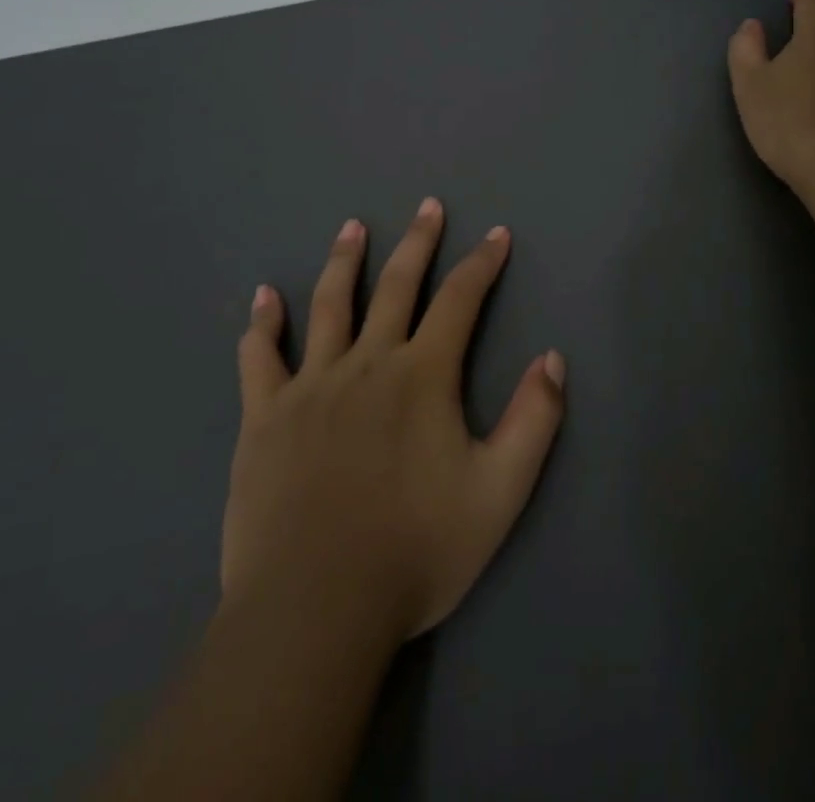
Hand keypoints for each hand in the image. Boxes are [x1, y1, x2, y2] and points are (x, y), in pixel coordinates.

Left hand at [222, 200, 565, 649]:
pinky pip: (261, 357)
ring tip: (351, 227)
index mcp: (422, 376)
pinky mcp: (265, 416)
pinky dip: (263, 324)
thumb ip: (534, 420)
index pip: (461, 300)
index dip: (483, 263)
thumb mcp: (500, 492)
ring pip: (329, 305)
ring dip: (344, 261)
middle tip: (427, 206)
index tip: (497, 234)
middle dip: (418, 242)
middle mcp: (367, 363)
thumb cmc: (415, 550)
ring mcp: (311, 385)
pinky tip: (264, 297)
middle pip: (396, 285)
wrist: (315, 608)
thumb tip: (553, 358)